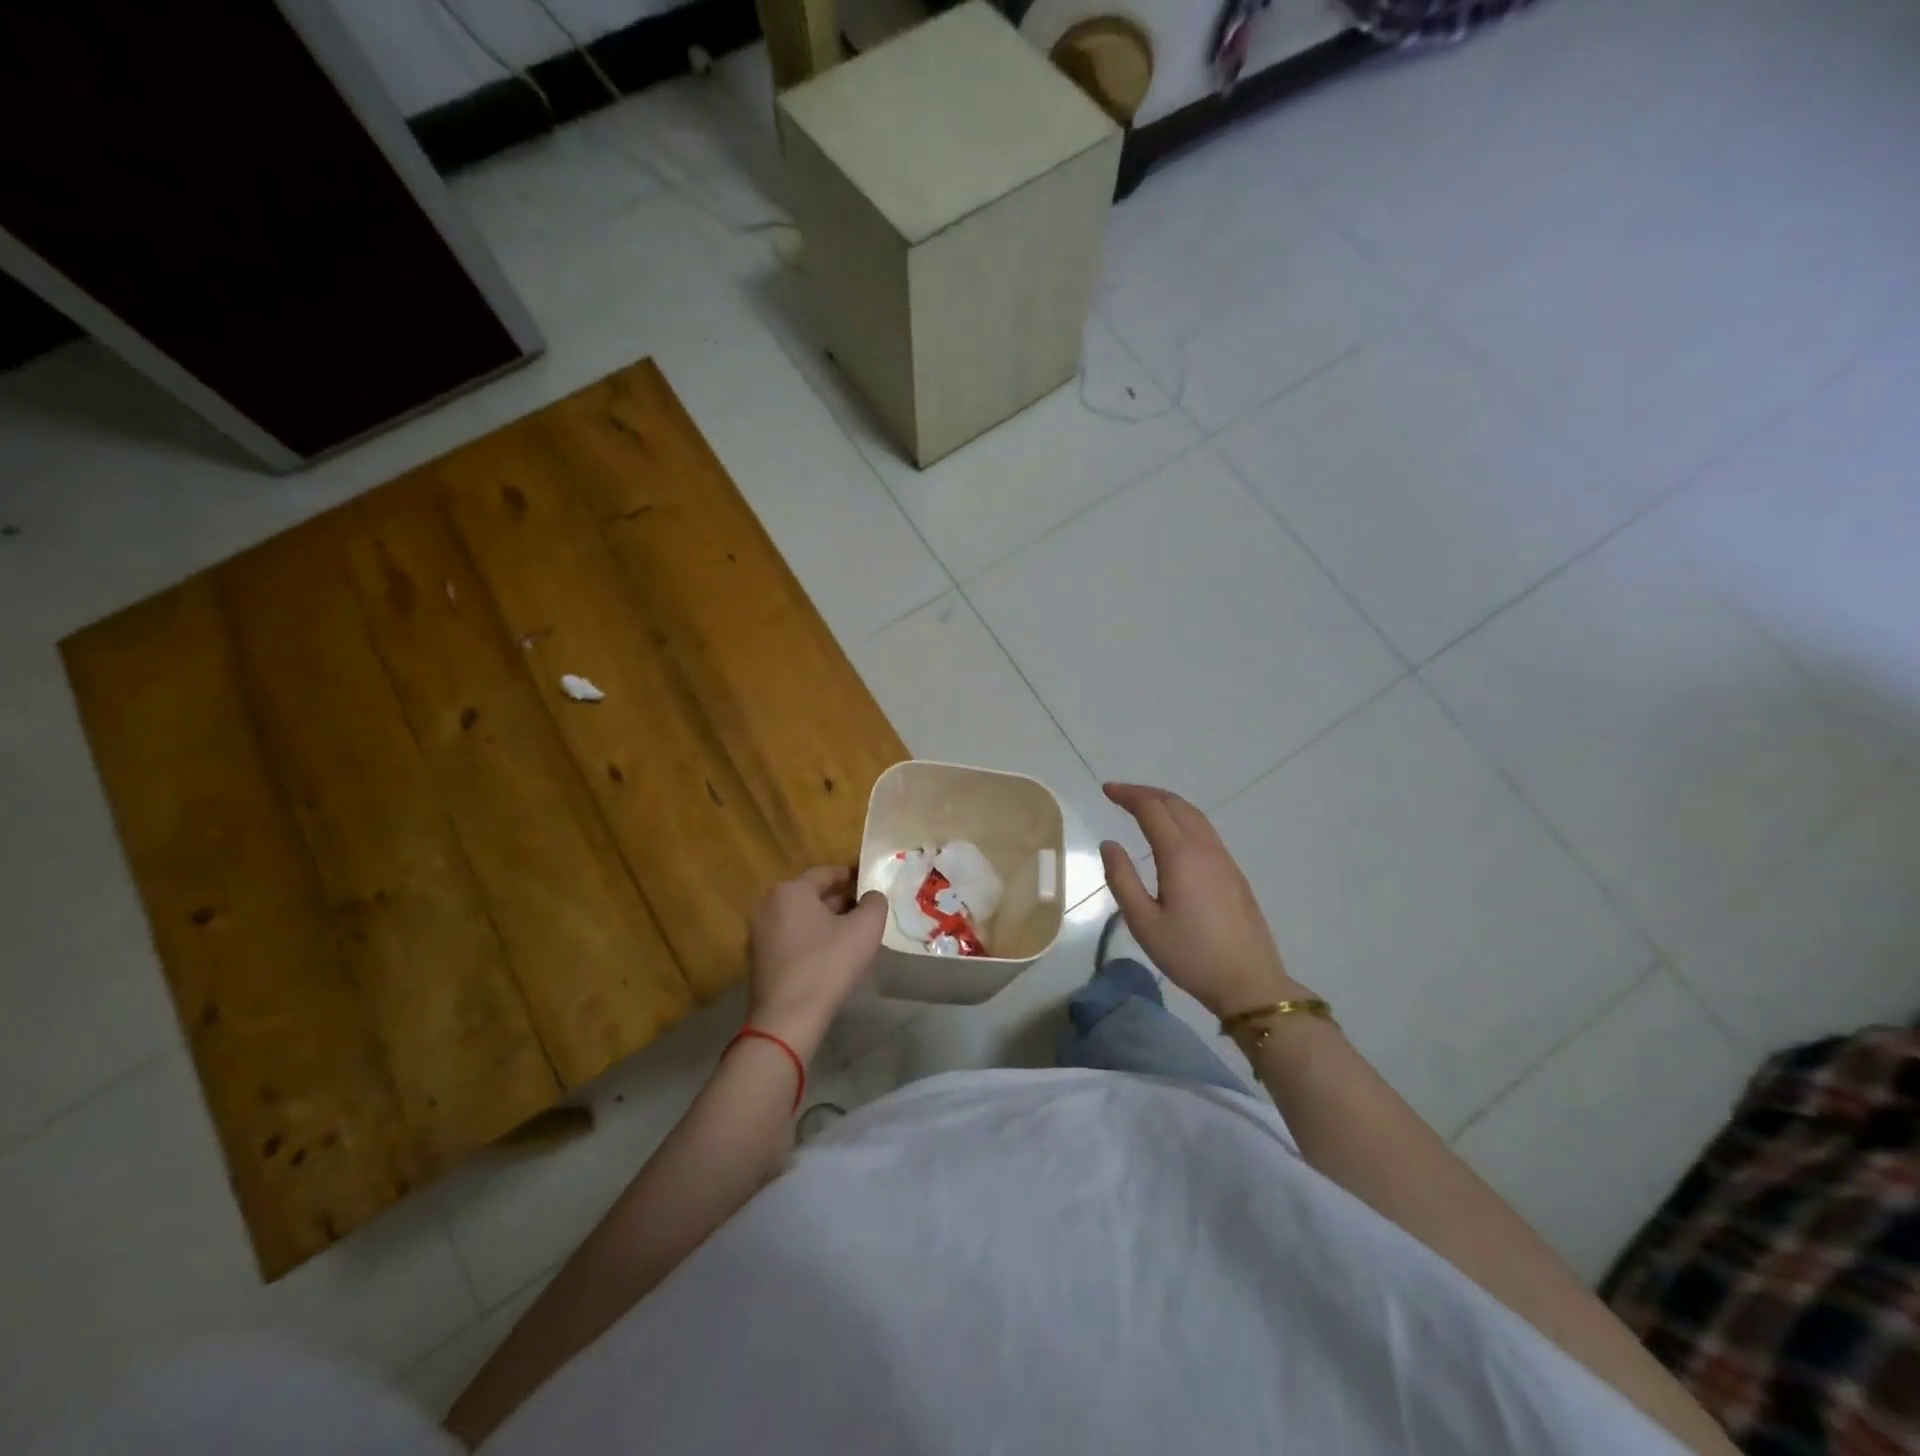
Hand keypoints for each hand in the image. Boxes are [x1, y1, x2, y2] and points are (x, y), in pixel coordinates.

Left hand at [747, 866, 886, 1057]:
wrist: (787, 1018)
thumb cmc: (828, 965)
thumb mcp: (865, 928)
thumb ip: (875, 903)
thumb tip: (872, 896)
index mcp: (791, 890)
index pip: (826, 873)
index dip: (852, 875)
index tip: (870, 883)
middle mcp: (768, 904)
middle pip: (811, 894)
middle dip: (840, 899)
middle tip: (865, 910)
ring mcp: (758, 932)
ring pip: (800, 917)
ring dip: (825, 920)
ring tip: (851, 934)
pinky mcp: (757, 958)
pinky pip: (790, 937)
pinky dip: (810, 939)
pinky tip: (830, 955)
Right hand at [1099, 782, 1310, 1019]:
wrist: (1249, 982)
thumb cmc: (1190, 955)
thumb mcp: (1143, 922)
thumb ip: (1122, 879)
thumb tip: (1109, 844)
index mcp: (1180, 855)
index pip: (1151, 809)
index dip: (1127, 795)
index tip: (1106, 790)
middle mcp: (1205, 848)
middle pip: (1176, 804)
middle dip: (1146, 793)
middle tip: (1120, 795)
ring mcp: (1224, 859)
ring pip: (1194, 816)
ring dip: (1167, 804)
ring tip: (1143, 808)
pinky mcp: (1234, 874)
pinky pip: (1205, 831)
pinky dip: (1182, 819)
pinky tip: (1172, 836)